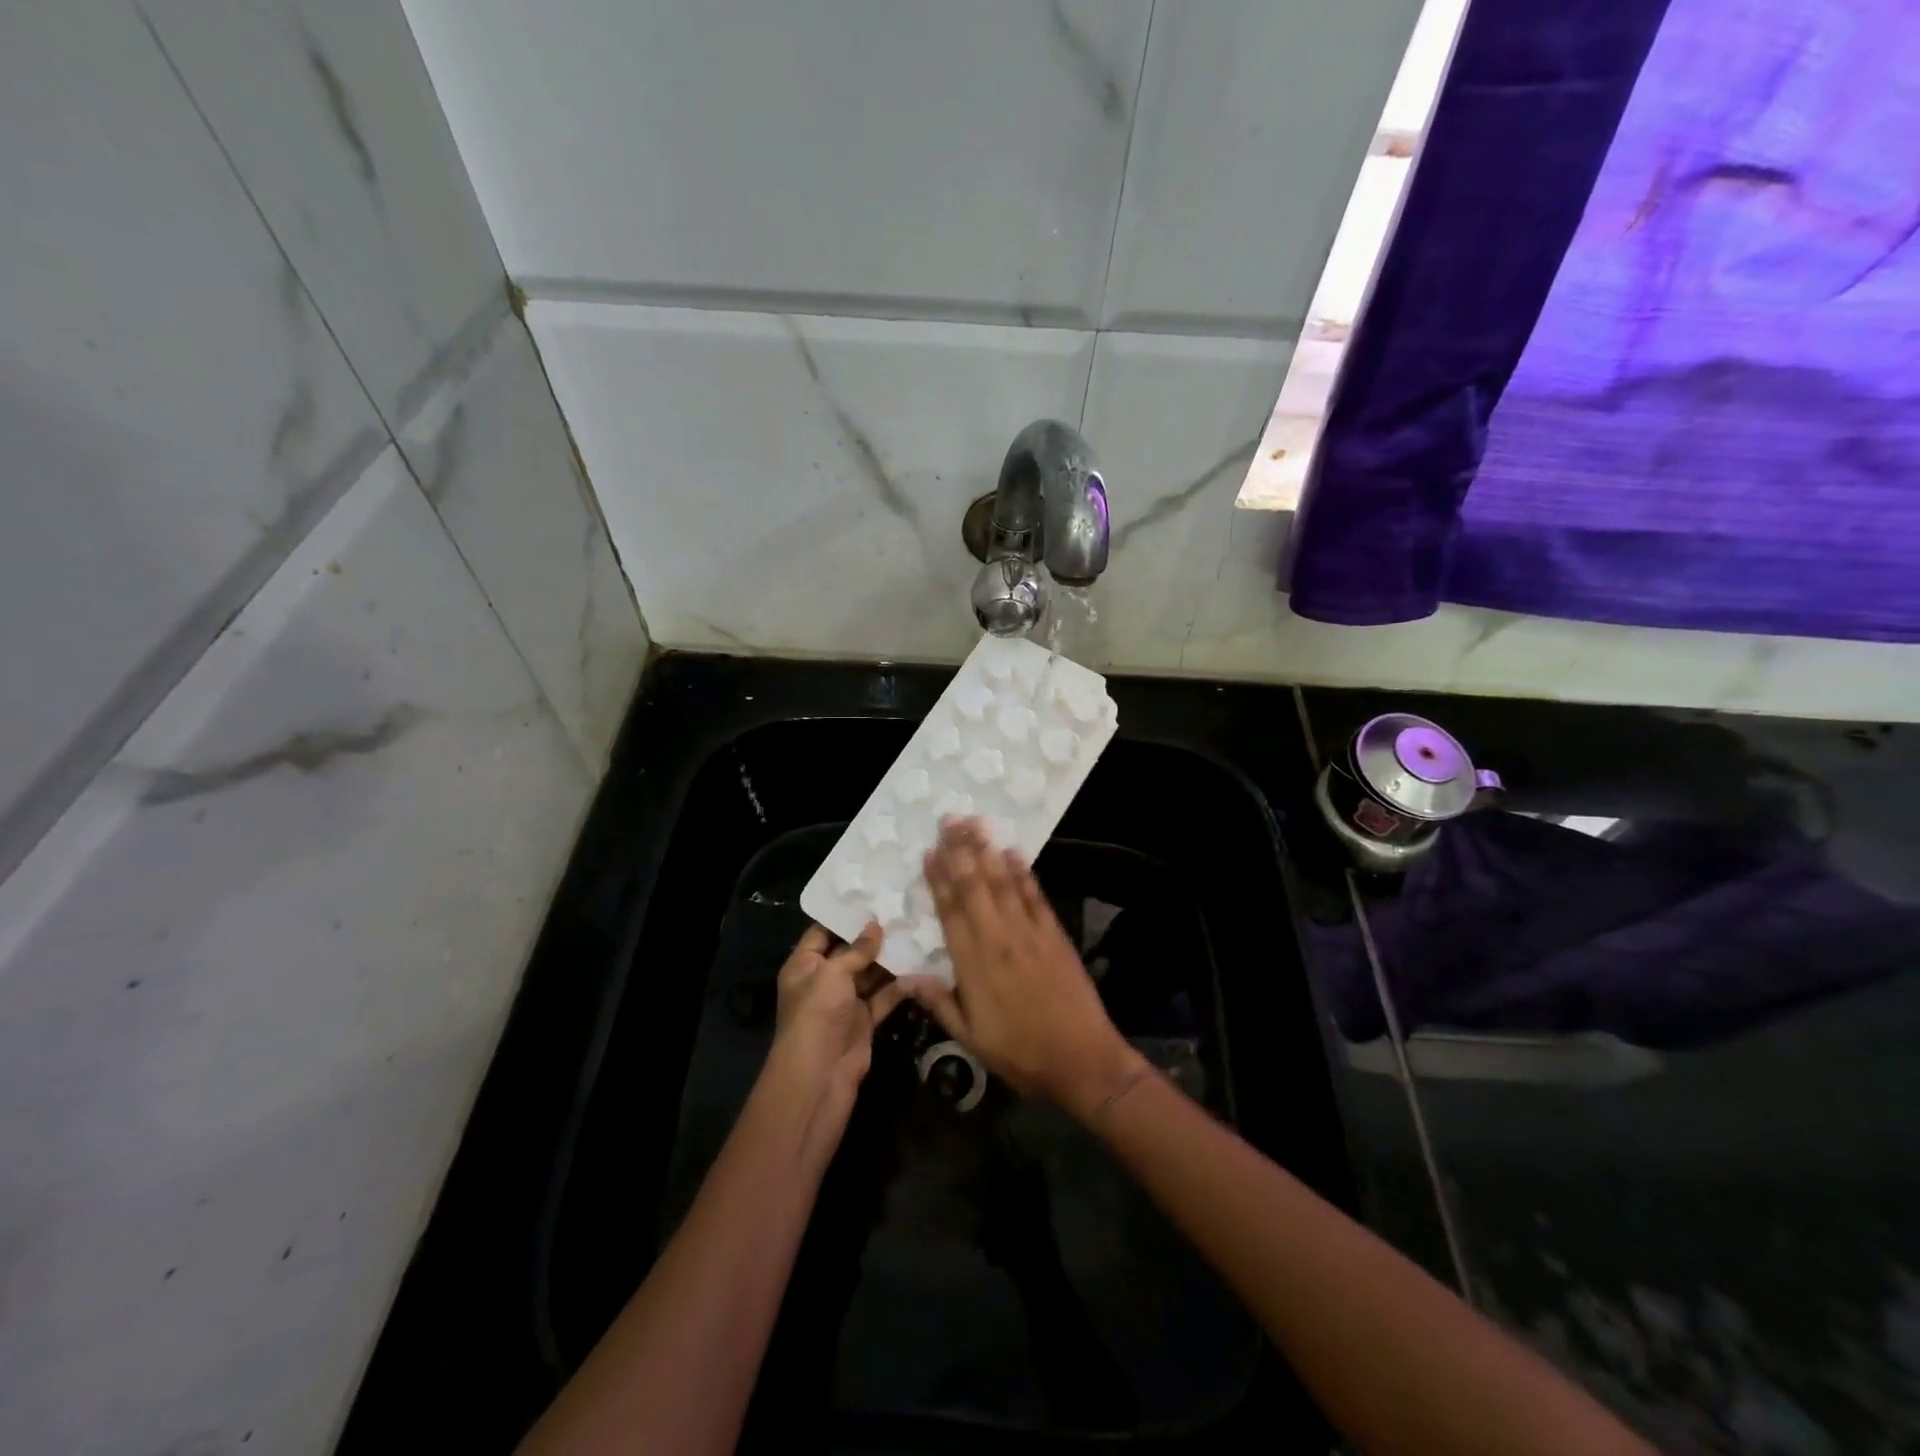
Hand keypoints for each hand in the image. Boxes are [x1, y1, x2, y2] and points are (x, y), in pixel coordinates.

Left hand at [763, 922, 904, 1132]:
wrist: (819, 1077)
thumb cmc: (817, 1016)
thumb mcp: (832, 974)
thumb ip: (856, 949)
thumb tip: (875, 925)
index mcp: (804, 965)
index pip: (822, 932)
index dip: (845, 915)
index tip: (873, 895)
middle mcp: (823, 980)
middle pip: (850, 951)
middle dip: (874, 934)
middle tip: (904, 909)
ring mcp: (845, 1002)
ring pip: (870, 973)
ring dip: (891, 958)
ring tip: (918, 931)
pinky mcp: (864, 1021)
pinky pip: (884, 997)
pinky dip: (900, 986)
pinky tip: (921, 968)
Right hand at [910, 819, 1145, 1122]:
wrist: (1083, 1060)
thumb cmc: (1021, 1054)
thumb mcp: (970, 1039)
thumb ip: (940, 1004)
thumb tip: (908, 977)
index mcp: (973, 965)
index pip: (950, 912)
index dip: (938, 879)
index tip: (929, 851)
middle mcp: (999, 940)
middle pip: (975, 886)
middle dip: (961, 851)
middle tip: (950, 819)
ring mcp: (1030, 933)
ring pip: (1004, 883)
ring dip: (988, 851)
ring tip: (976, 823)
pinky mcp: (1055, 934)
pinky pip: (1035, 896)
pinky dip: (1024, 872)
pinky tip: (1013, 852)